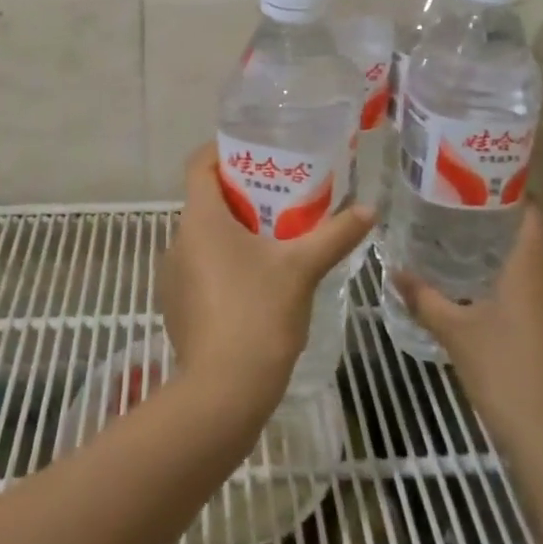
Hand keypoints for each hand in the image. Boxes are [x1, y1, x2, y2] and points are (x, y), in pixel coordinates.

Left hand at [161, 145, 375, 414]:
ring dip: (233, 231)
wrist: (223, 393)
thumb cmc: (259, 314)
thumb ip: (335, 235)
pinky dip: (223, 262)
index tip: (256, 151)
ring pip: (203, 236)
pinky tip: (256, 281)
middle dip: (241, 194)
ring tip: (274, 236)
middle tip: (280, 195)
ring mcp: (173, 277)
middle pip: (205, 200)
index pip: (198, 164)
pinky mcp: (176, 307)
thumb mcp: (303, 268)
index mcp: (201, 219)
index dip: (223, 150)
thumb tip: (369, 209)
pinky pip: (199, 268)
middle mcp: (178, 241)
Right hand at [392, 202, 542, 464]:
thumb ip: (425, 299)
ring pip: (541, 277)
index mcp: (532, 271)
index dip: (519, 195)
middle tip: (470, 218)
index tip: (490, 182)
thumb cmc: (504, 371)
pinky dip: (522, 295)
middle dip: (508, 229)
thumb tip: (395, 272)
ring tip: (476, 257)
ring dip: (515, 265)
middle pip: (538, 244)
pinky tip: (494, 306)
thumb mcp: (456, 333)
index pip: (536, 217)